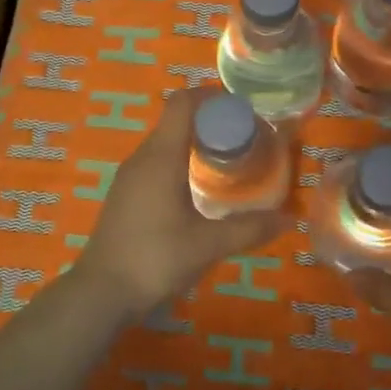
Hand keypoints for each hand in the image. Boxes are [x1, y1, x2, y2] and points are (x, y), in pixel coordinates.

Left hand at [73, 90, 287, 320]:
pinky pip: (156, 162)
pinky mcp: (126, 194)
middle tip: (246, 138)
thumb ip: (249, 229)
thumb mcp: (207, 245)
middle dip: (211, 121)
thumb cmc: (154, 259)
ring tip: (229, 160)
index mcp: (160, 157)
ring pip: (166, 142)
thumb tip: (289, 218)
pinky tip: (199, 188)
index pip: (182, 102)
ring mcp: (130, 176)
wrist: (101, 292)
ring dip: (196, 142)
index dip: (211, 97)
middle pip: (176, 119)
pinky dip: (181, 161)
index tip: (242, 111)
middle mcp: (142, 157)